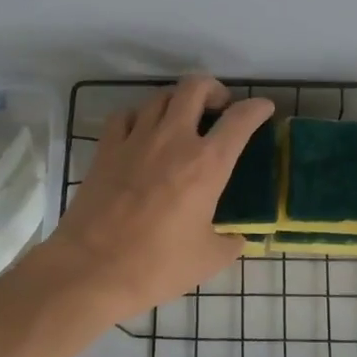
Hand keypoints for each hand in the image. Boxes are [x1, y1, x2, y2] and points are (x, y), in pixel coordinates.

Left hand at [41, 77, 274, 324]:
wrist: (92, 269)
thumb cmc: (157, 266)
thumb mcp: (208, 259)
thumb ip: (229, 242)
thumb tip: (236, 238)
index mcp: (207, 164)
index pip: (240, 120)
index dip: (257, 108)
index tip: (264, 109)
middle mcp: (173, 140)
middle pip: (195, 87)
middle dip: (214, 89)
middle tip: (219, 108)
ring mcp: (136, 140)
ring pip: (160, 96)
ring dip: (178, 101)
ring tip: (183, 119)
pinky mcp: (106, 149)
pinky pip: (125, 115)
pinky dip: (140, 116)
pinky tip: (142, 132)